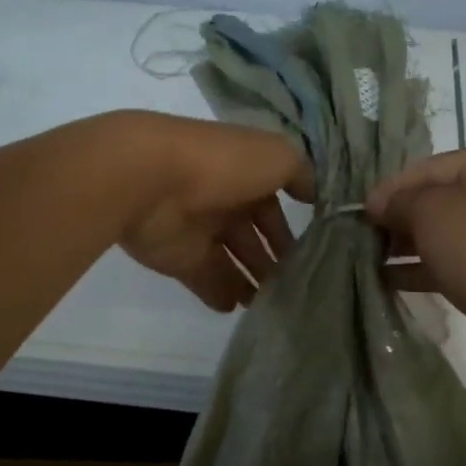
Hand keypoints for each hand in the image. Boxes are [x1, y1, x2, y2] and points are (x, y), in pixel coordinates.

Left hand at [113, 112, 313, 311]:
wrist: (150, 180)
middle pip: (252, 234)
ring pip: (232, 259)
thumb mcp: (276, 156)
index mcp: (243, 170)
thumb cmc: (221, 163)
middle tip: (297, 286)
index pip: (273, 201)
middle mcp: (222, 198)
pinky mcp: (177, 257)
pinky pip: (205, 279)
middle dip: (274, 258)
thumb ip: (300, 174)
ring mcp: (198, 229)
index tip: (314, 252)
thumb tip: (315, 194)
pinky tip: (239, 309)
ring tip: (274, 304)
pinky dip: (221, 293)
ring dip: (252, 280)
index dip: (291, 225)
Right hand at [365, 144, 465, 334]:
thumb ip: (398, 201)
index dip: (395, 186)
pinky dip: (434, 266)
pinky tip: (396, 279)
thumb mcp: (427, 210)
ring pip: (457, 232)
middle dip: (406, 217)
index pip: (437, 165)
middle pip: (449, 198)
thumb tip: (378, 203)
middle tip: (370, 234)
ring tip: (377, 257)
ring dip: (416, 244)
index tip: (364, 209)